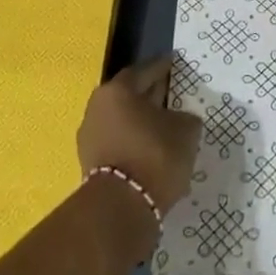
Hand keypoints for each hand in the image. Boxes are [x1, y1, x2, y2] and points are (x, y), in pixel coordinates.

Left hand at [77, 56, 202, 215]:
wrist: (119, 210)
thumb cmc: (154, 156)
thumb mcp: (185, 130)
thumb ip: (185, 117)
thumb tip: (181, 119)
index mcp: (117, 90)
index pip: (144, 71)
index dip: (162, 67)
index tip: (175, 65)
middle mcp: (97, 108)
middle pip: (129, 95)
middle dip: (150, 95)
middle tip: (171, 95)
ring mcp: (90, 138)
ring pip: (122, 121)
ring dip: (141, 122)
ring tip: (164, 127)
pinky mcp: (90, 166)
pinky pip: (118, 144)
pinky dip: (134, 143)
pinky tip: (152, 151)